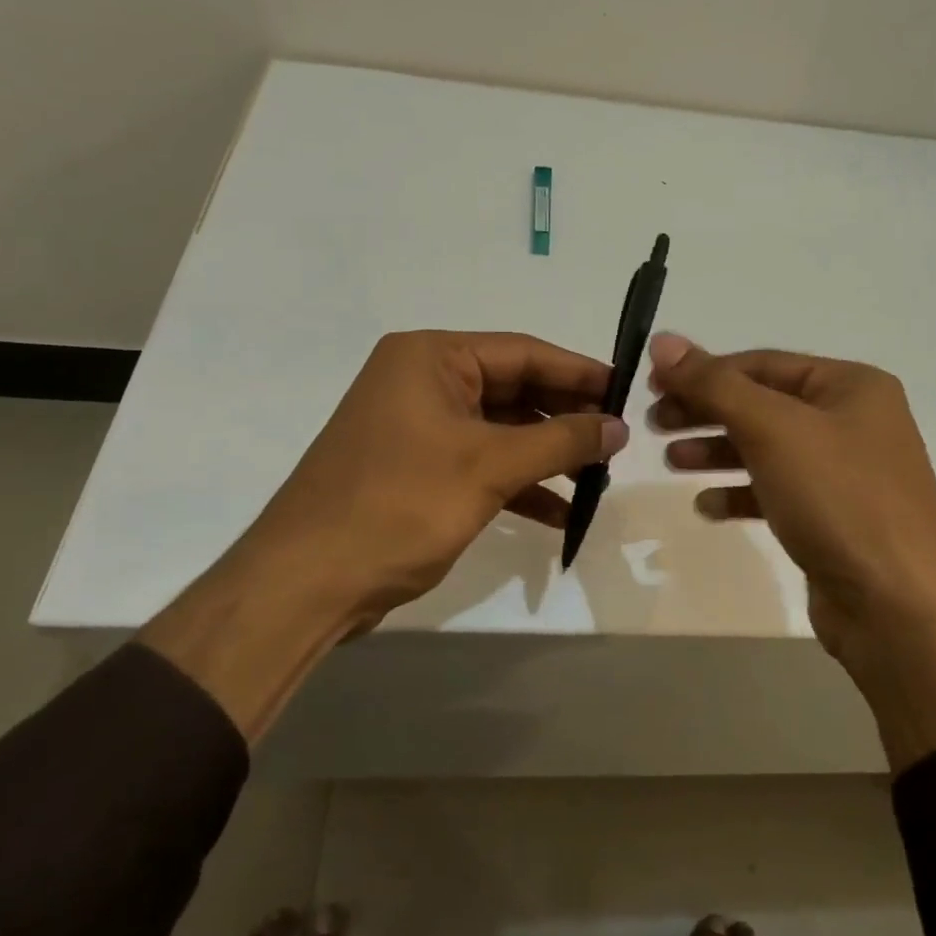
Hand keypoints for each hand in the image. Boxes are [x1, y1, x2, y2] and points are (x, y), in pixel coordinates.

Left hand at [144, 330, 626, 738]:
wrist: (306, 583)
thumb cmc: (399, 506)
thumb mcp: (488, 467)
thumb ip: (560, 441)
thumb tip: (619, 427)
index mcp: (431, 358)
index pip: (523, 352)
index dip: (580, 372)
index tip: (628, 391)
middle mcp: (423, 382)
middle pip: (514, 389)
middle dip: (566, 418)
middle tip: (618, 440)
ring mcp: (419, 429)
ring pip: (501, 431)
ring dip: (547, 455)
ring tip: (598, 477)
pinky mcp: (418, 471)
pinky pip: (482, 465)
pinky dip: (520, 485)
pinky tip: (561, 513)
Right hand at [648, 332, 935, 764]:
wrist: (899, 606)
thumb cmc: (839, 499)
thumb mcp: (773, 429)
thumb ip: (715, 384)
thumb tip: (663, 340)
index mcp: (851, 386)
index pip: (763, 363)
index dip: (704, 370)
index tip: (652, 384)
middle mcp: (853, 422)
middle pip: (763, 404)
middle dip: (707, 411)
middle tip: (654, 425)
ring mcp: (845, 474)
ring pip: (767, 449)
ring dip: (717, 451)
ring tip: (671, 462)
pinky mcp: (833, 519)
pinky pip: (777, 492)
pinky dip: (740, 493)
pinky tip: (707, 505)